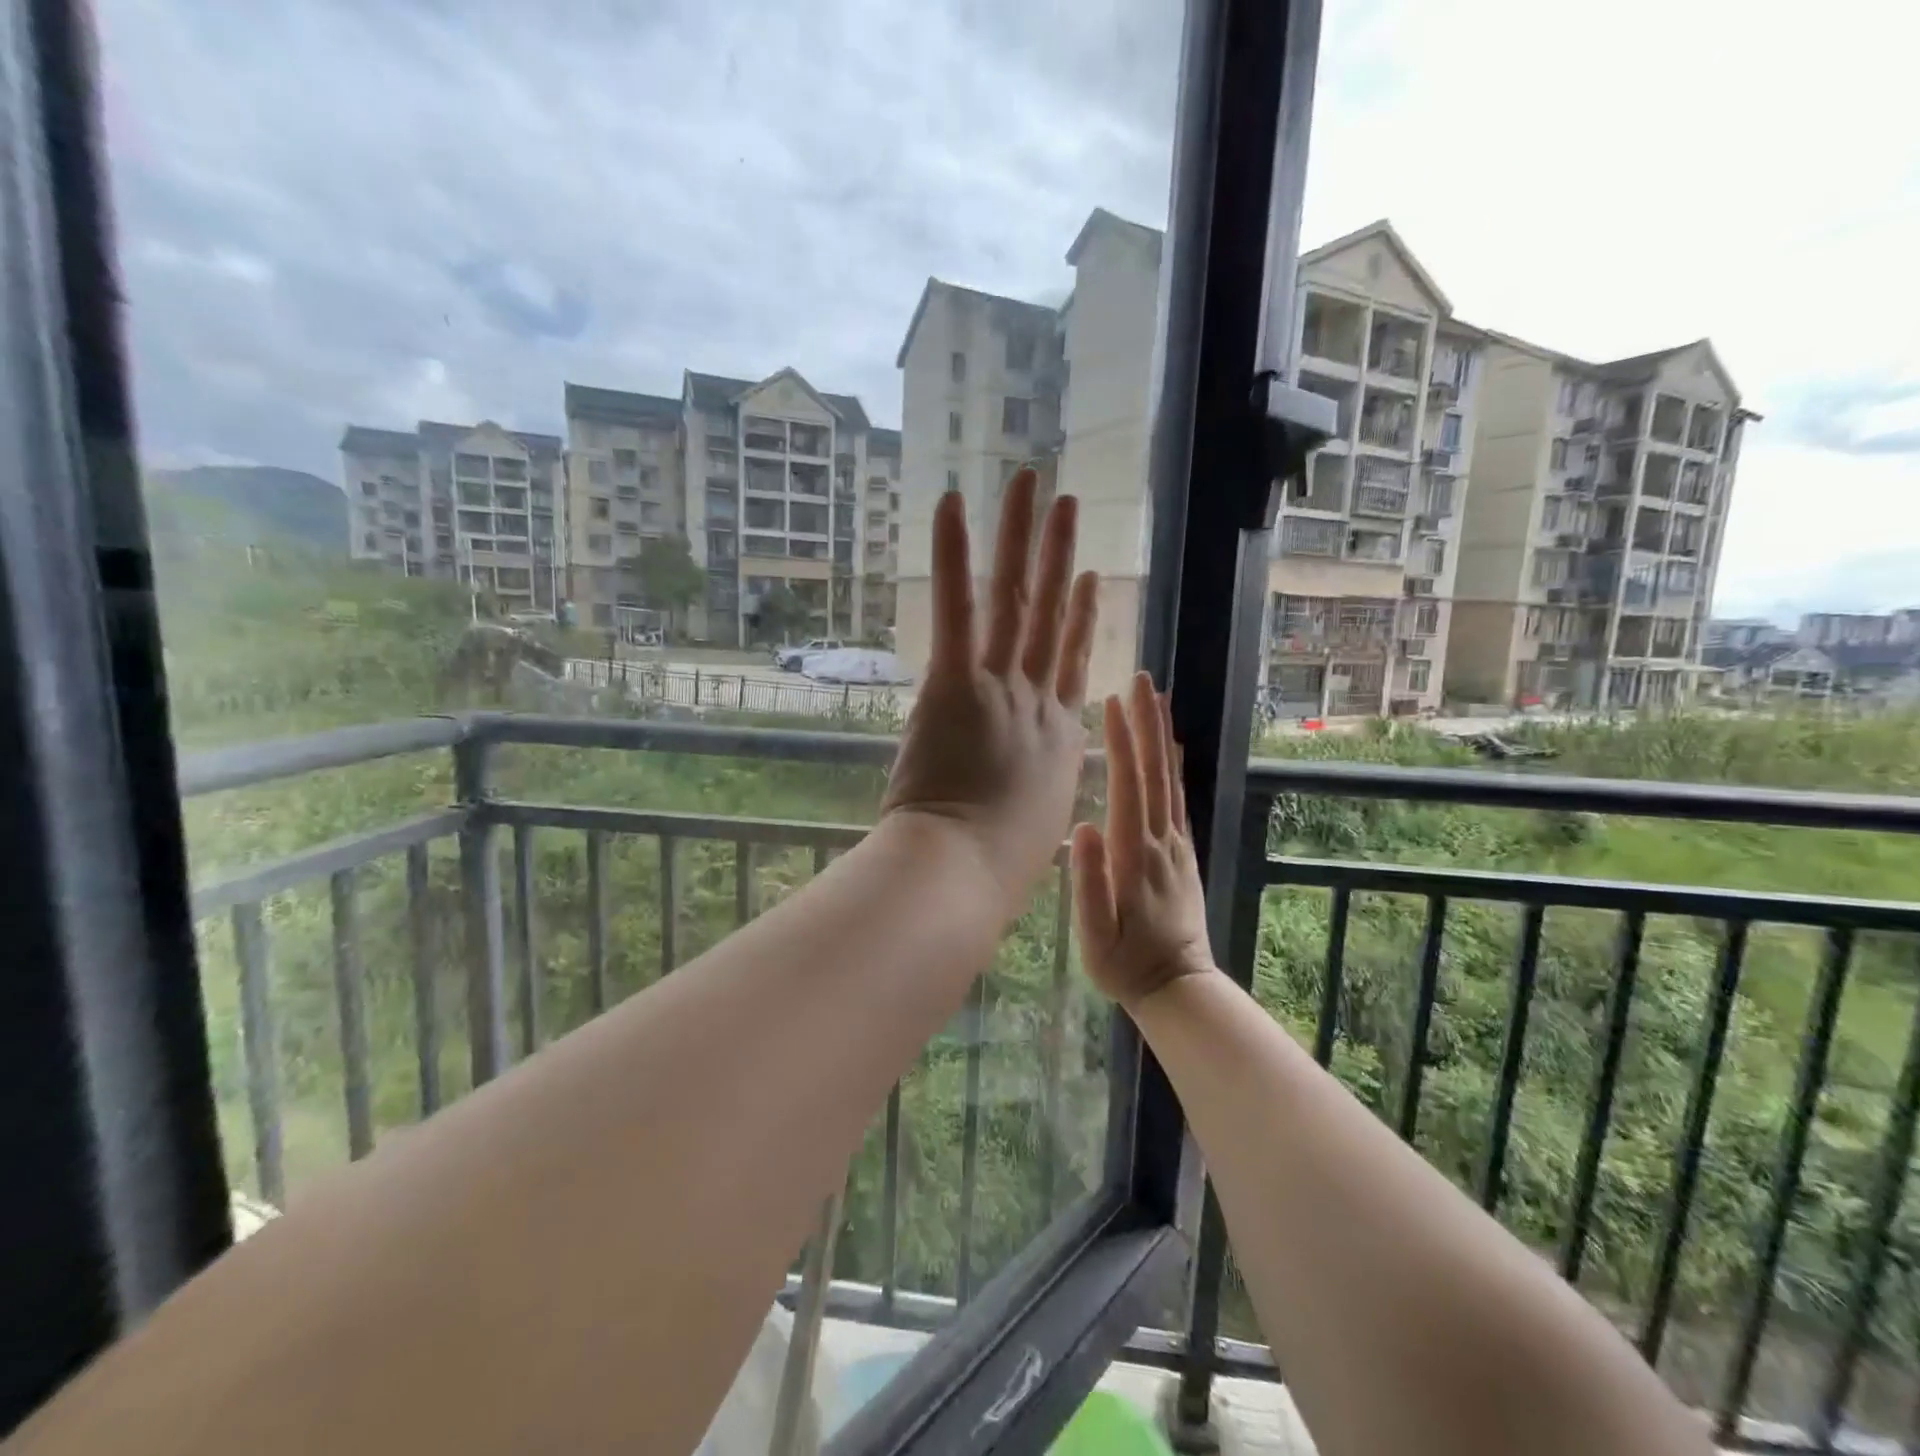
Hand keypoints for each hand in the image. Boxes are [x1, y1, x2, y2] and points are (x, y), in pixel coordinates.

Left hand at [881, 469, 1098, 915]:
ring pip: (1016, 599)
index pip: (1071, 664)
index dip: (1080, 618)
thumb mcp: (1031, 826)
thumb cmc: (997, 866)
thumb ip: (1029, 794)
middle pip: (1051, 616)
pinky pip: (958, 608)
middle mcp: (1038, 702)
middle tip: (1067, 505)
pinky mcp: (956, 683)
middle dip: (1059, 555)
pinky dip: (954, 554)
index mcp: (1058, 738)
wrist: (965, 872)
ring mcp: (1001, 688)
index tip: (1087, 580)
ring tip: (1031, 484)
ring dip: (1022, 536)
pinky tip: (954, 502)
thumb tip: (1020, 793)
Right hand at [1072, 673, 1215, 1010]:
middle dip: (1147, 723)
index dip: (1122, 744)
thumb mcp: (1096, 936)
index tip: (1113, 703)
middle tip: (1142, 679)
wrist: (1177, 986)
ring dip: (1163, 735)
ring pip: (1170, 779)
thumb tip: (1084, 826)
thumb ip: (1091, 883)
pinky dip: (1174, 766)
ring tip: (1157, 698)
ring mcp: (1176, 844)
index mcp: (1134, 856)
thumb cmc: (1125, 963)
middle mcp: (1161, 841)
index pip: (1128, 787)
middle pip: (1155, 772)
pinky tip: (1171, 747)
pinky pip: (1179, 799)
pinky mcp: (1183, 852)